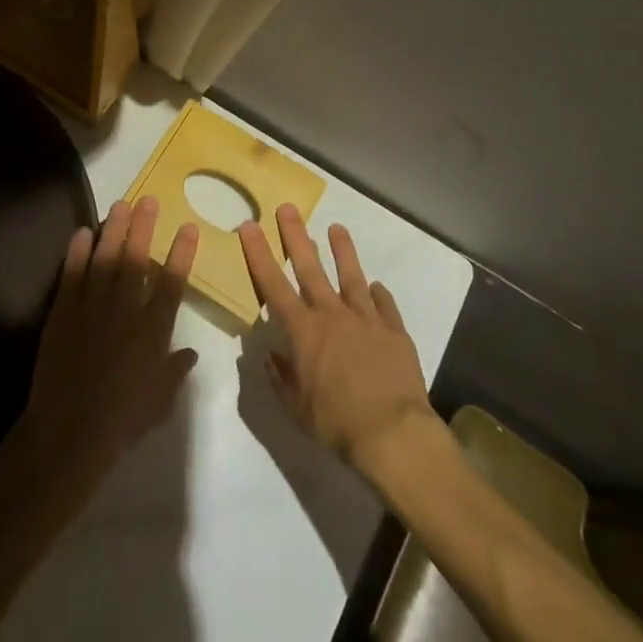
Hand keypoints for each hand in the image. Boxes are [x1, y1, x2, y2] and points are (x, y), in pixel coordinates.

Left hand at [13, 196, 199, 503]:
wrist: (69, 432)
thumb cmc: (122, 420)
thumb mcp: (160, 401)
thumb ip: (176, 371)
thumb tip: (191, 352)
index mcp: (152, 331)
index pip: (172, 283)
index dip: (181, 253)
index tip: (188, 227)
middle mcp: (125, 311)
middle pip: (136, 260)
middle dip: (144, 227)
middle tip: (149, 200)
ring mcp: (92, 307)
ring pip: (105, 259)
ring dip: (113, 230)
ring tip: (120, 204)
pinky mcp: (64, 312)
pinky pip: (72, 274)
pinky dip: (77, 251)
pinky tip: (82, 231)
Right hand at [238, 205, 434, 472]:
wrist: (393, 433)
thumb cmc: (336, 423)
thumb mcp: (296, 408)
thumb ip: (281, 378)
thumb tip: (270, 355)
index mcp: (303, 331)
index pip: (273, 284)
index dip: (259, 253)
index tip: (249, 225)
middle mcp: (332, 315)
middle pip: (310, 267)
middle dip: (296, 236)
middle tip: (288, 208)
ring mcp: (366, 319)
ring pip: (352, 276)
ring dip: (343, 251)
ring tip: (337, 228)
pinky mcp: (394, 331)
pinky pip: (385, 306)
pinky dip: (379, 295)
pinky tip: (376, 286)